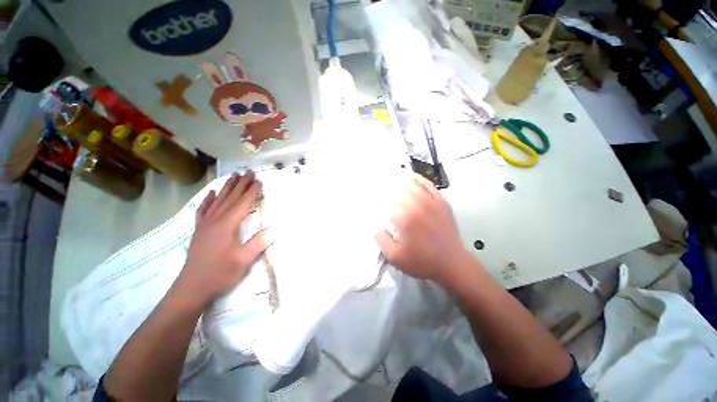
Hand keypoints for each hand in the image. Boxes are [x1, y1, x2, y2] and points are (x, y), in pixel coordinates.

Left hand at [173, 171, 271, 309]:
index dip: (251, 192)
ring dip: (227, 188)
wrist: (191, 289)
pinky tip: (211, 193)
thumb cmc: (219, 274)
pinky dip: (208, 200)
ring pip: (218, 201)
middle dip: (240, 184)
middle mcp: (215, 221)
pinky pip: (204, 211)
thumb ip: (258, 243)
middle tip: (248, 171)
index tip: (259, 180)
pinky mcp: (200, 231)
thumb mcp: (243, 261)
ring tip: (233, 176)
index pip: (242, 204)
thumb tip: (273, 229)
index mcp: (227, 226)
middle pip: (230, 198)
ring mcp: (205, 225)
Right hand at [375, 175, 474, 284]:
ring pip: (412, 183)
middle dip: (387, 191)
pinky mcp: (441, 201)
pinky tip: (412, 178)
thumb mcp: (395, 257)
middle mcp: (416, 205)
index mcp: (404, 218)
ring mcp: (431, 201)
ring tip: (393, 181)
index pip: (385, 202)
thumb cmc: (422, 261)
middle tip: (382, 194)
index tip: (375, 205)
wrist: (452, 263)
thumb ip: (381, 239)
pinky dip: (418, 179)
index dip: (378, 202)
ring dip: (400, 182)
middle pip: (397, 189)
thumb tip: (376, 226)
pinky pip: (428, 184)